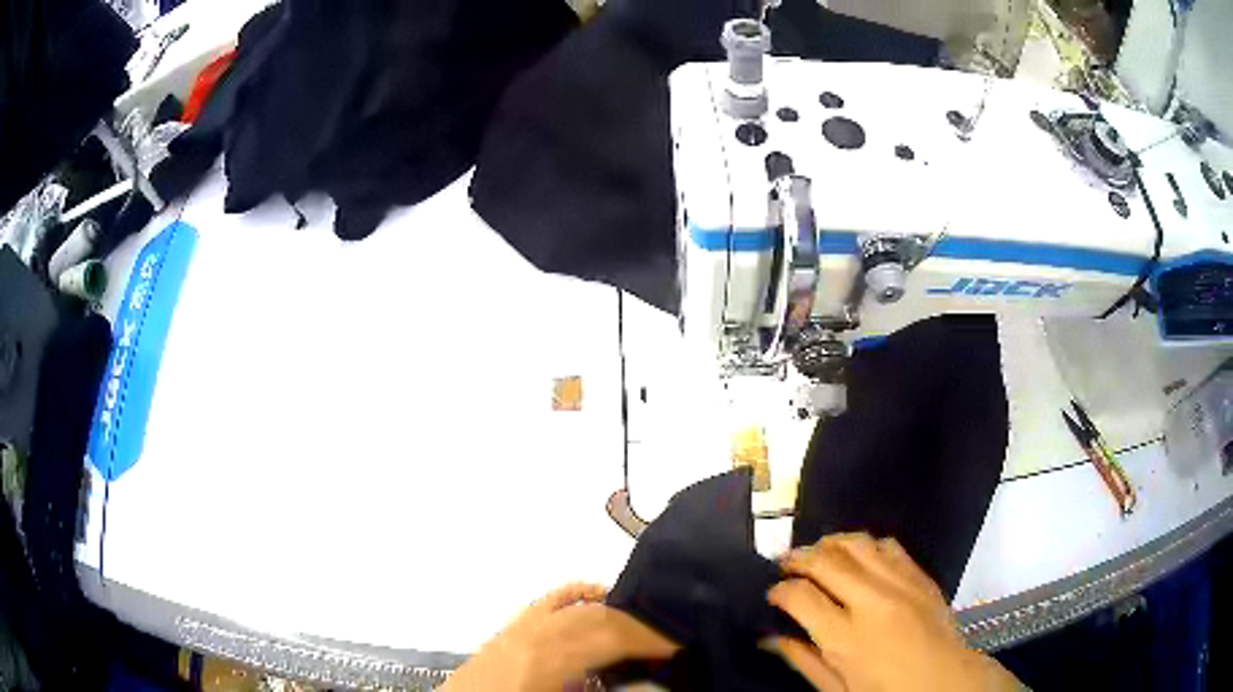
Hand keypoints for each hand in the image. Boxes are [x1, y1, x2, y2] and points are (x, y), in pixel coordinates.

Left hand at [442, 583, 677, 691]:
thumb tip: (644, 681)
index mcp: (551, 659)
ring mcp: (520, 628)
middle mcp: (536, 636)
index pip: (612, 639)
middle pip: (599, 619)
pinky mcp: (509, 628)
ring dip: (614, 611)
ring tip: (643, 622)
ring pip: (577, 607)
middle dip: (638, 625)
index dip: (650, 639)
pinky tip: (595, 591)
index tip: (679, 643)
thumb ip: (603, 690)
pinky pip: (545, 601)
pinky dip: (573, 593)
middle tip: (670, 635)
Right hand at [767, 534, 1020, 691]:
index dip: (779, 590)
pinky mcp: (921, 576)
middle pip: (826, 562)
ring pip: (857, 543)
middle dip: (798, 558)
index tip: (773, 594)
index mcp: (846, 638)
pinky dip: (865, 544)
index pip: (800, 597)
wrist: (946, 682)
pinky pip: (889, 545)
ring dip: (830, 543)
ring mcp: (900, 584)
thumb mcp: (836, 690)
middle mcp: (872, 602)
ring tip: (816, 551)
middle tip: (784, 563)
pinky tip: (857, 555)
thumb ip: (802, 660)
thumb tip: (769, 637)